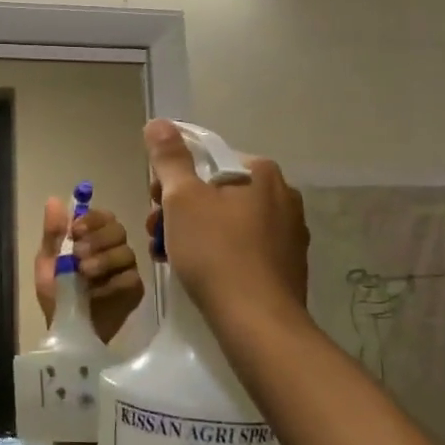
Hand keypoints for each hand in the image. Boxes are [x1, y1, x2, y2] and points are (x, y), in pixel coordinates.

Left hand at [34, 201, 144, 344]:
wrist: (66, 329)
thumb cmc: (57, 294)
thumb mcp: (48, 263)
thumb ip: (53, 233)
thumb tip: (53, 199)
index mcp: (93, 238)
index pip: (103, 216)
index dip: (92, 219)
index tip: (76, 230)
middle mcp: (114, 249)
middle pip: (118, 230)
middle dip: (97, 239)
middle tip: (78, 254)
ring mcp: (127, 270)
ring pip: (126, 252)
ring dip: (103, 259)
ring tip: (84, 273)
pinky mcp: (135, 291)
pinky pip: (131, 278)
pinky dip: (113, 283)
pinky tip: (98, 292)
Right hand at [144, 119, 308, 324]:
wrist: (257, 322)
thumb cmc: (215, 252)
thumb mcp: (182, 199)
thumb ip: (169, 159)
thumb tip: (158, 122)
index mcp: (262, 173)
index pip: (207, 160)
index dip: (173, 179)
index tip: (155, 203)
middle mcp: (283, 196)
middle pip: (216, 192)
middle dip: (180, 210)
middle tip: (157, 234)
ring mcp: (288, 234)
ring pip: (227, 222)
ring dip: (193, 233)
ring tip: (168, 257)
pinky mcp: (286, 266)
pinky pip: (242, 249)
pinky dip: (217, 254)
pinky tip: (197, 274)